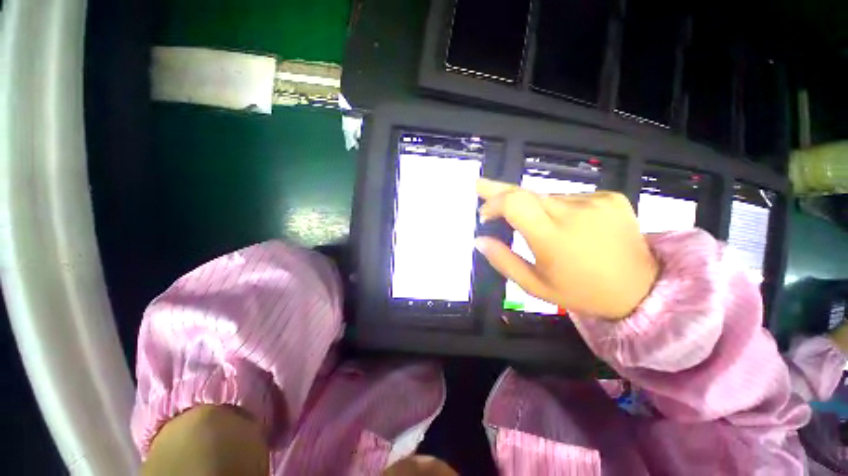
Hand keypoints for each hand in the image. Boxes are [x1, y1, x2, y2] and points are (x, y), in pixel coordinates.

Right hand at [475, 178, 658, 319]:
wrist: (641, 289)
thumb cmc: (580, 292)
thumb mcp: (535, 286)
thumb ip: (503, 261)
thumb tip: (479, 240)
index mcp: (553, 238)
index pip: (514, 202)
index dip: (493, 200)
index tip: (484, 213)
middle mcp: (573, 213)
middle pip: (526, 192)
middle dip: (500, 192)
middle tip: (480, 186)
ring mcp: (595, 201)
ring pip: (546, 197)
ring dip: (532, 208)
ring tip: (539, 228)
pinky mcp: (610, 197)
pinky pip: (569, 198)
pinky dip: (557, 208)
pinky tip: (567, 225)